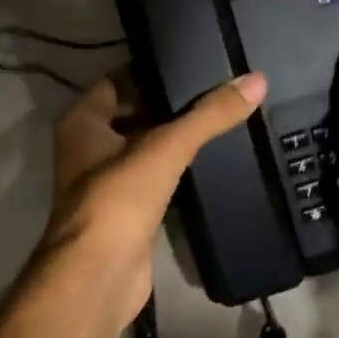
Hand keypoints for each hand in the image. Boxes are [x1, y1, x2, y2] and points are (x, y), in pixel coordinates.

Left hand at [41, 69, 267, 328]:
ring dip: (172, 138)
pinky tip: (206, 163)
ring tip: (217, 120)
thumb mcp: (166, 147)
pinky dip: (174, 170)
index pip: (116, 81)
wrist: (100, 275)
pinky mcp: (126, 212)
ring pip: (143, 148)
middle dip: (167, 104)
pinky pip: (153, 179)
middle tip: (214, 90)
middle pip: (131, 114)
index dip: (150, 70)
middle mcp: (88, 148)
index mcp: (83, 123)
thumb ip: (210, 114)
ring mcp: (106, 183)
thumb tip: (256, 79)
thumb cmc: (120, 199)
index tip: (191, 63)